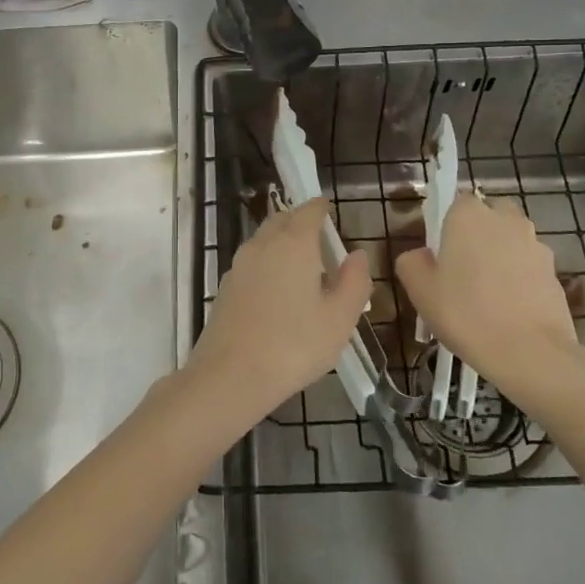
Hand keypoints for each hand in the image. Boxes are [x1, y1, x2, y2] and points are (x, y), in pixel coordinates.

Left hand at [186, 197, 372, 422]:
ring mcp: (239, 264)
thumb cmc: (294, 345)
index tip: (329, 210)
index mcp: (293, 243)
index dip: (320, 208)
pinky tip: (277, 291)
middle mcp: (263, 244)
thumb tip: (358, 254)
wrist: (230, 375)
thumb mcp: (338, 319)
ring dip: (282, 242)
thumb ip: (354, 282)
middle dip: (300, 222)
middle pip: (282, 220)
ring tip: (301, 267)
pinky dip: (267, 263)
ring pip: (263, 240)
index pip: (308, 211)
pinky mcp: (226, 287)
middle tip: (319, 239)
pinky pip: (252, 262)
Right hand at [394, 196, 577, 374]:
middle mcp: (505, 219)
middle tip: (463, 270)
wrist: (531, 353)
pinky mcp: (555, 272)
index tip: (439, 255)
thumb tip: (421, 255)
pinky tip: (509, 310)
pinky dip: (520, 280)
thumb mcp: (419, 290)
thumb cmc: (466, 313)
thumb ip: (411, 262)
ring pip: (512, 241)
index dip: (445, 226)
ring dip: (501, 257)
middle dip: (478, 234)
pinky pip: (529, 267)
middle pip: (488, 216)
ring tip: (488, 296)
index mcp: (468, 215)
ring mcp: (535, 244)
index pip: (454, 203)